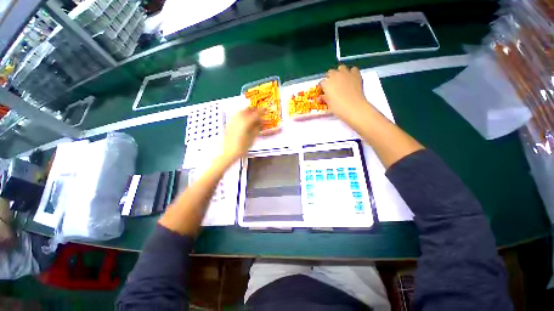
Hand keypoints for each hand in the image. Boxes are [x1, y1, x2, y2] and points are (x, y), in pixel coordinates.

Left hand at [221, 107, 261, 161]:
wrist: (228, 151)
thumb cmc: (241, 147)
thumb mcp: (252, 138)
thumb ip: (257, 128)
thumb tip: (260, 123)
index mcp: (246, 121)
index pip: (256, 113)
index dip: (262, 111)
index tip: (266, 110)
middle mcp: (239, 118)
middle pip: (248, 109)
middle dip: (254, 110)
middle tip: (260, 112)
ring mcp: (233, 119)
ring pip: (242, 111)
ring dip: (248, 111)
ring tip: (253, 115)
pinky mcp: (229, 123)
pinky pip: (237, 115)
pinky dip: (243, 115)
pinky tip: (245, 120)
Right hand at [320, 65, 370, 124]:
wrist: (354, 107)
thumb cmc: (338, 108)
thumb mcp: (328, 104)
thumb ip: (324, 98)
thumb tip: (322, 96)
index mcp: (326, 84)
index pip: (322, 82)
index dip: (323, 87)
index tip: (324, 91)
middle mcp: (335, 76)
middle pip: (330, 72)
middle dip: (330, 78)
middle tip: (332, 86)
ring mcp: (346, 73)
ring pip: (341, 68)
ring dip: (340, 72)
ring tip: (341, 80)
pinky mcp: (356, 74)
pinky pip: (353, 69)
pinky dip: (351, 73)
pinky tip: (351, 79)